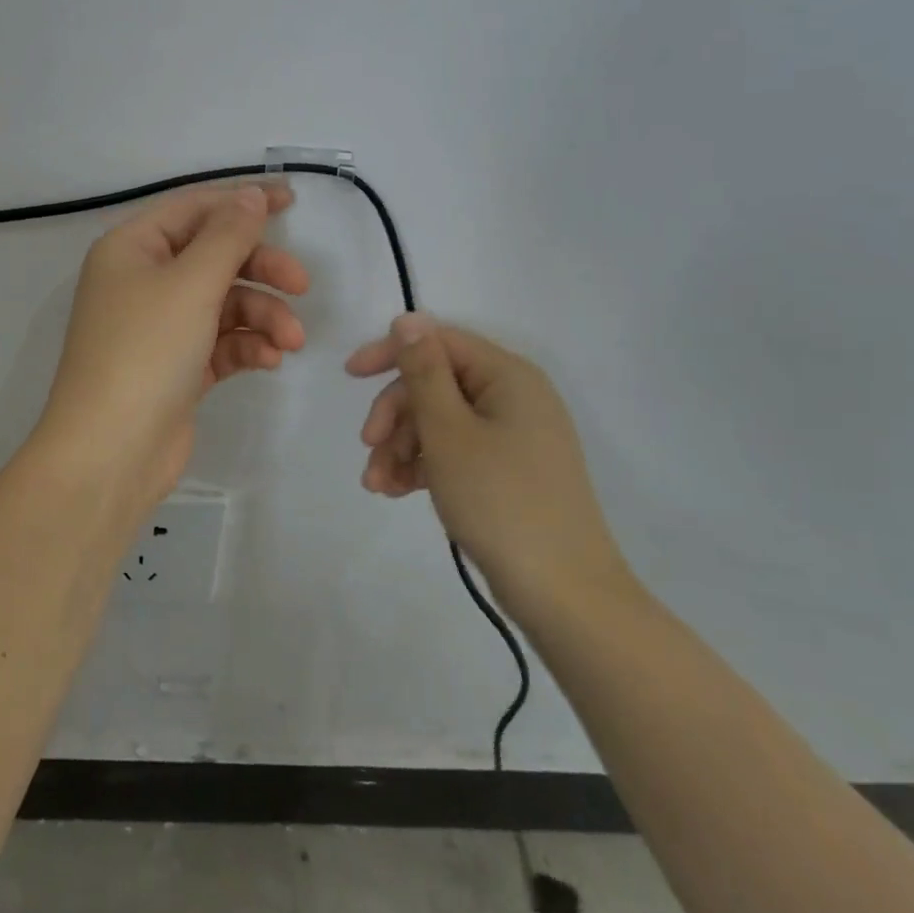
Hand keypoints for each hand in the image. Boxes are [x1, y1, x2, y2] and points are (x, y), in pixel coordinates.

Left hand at [40, 185, 308, 509]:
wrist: (111, 453)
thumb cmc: (145, 352)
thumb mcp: (190, 284)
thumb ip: (228, 235)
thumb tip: (252, 195)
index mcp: (132, 248)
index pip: (194, 208)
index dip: (243, 200)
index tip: (293, 200)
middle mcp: (143, 281)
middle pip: (214, 256)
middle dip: (261, 269)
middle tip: (302, 285)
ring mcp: (160, 327)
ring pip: (224, 302)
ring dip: (262, 316)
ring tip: (290, 342)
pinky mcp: (178, 367)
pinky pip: (221, 341)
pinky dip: (247, 346)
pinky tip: (269, 361)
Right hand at [346, 314, 629, 620]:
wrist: (563, 593)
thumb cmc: (500, 500)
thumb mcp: (448, 431)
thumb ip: (422, 371)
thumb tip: (408, 318)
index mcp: (507, 376)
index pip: (439, 342)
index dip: (391, 352)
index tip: (350, 376)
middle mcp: (514, 397)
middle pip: (436, 384)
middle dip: (395, 414)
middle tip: (368, 446)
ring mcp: (514, 436)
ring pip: (441, 421)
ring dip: (402, 446)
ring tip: (378, 485)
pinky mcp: (509, 470)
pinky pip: (456, 451)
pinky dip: (424, 466)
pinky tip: (397, 491)